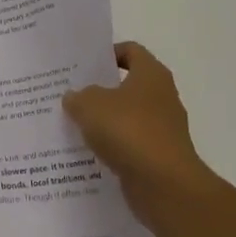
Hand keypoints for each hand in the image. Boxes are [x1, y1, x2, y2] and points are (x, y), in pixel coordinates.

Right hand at [63, 42, 215, 223]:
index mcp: (151, 74)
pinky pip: (130, 145)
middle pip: (127, 85)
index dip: (107, 54)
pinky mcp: (158, 157)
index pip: (130, 51)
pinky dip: (112, 147)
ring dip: (104, 121)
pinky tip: (88, 152)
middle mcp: (162, 97)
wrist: (165, 185)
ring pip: (127, 117)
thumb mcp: (90, 105)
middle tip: (70, 94)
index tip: (82, 65)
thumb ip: (78, 97)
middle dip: (100, 90)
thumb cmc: (129, 131)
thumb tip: (75, 97)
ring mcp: (163, 129)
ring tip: (73, 124)